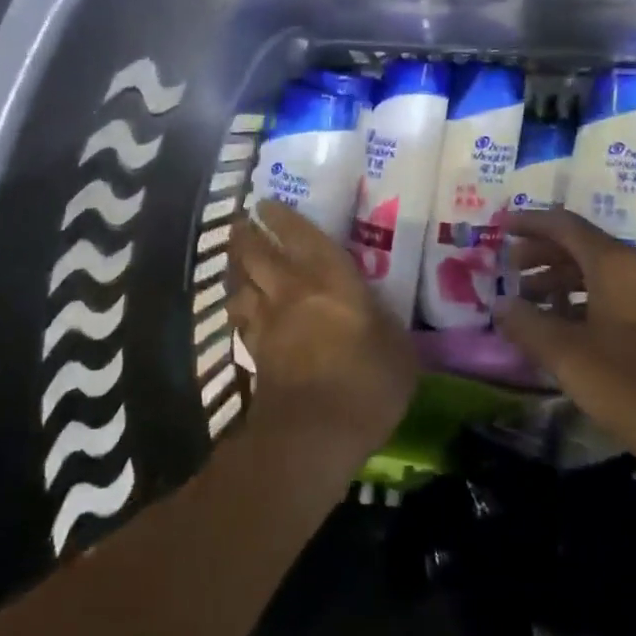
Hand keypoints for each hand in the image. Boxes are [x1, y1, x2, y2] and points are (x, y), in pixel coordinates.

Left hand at [226, 201, 419, 474]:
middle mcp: (292, 290)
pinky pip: (241, 319)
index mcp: (330, 278)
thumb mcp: (399, 347)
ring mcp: (268, 322)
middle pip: (257, 254)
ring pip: (241, 284)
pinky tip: (242, 308)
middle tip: (243, 224)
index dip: (282, 217)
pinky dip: (238, 307)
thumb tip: (378, 314)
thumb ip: (385, 321)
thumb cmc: (368, 381)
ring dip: (236, 268)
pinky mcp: (254, 353)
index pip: (301, 236)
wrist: (315, 431)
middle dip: (247, 235)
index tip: (266, 204)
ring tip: (237, 261)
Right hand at [495, 209, 635, 517]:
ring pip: (603, 278)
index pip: (566, 226)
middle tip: (509, 272)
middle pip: (585, 249)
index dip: (529, 223)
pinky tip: (569, 337)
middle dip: (543, 256)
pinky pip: (620, 303)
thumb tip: (500, 304)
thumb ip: (529, 326)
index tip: (498, 229)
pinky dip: (587, 308)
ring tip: (531, 308)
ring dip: (563, 286)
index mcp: (619, 265)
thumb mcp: (572, 359)